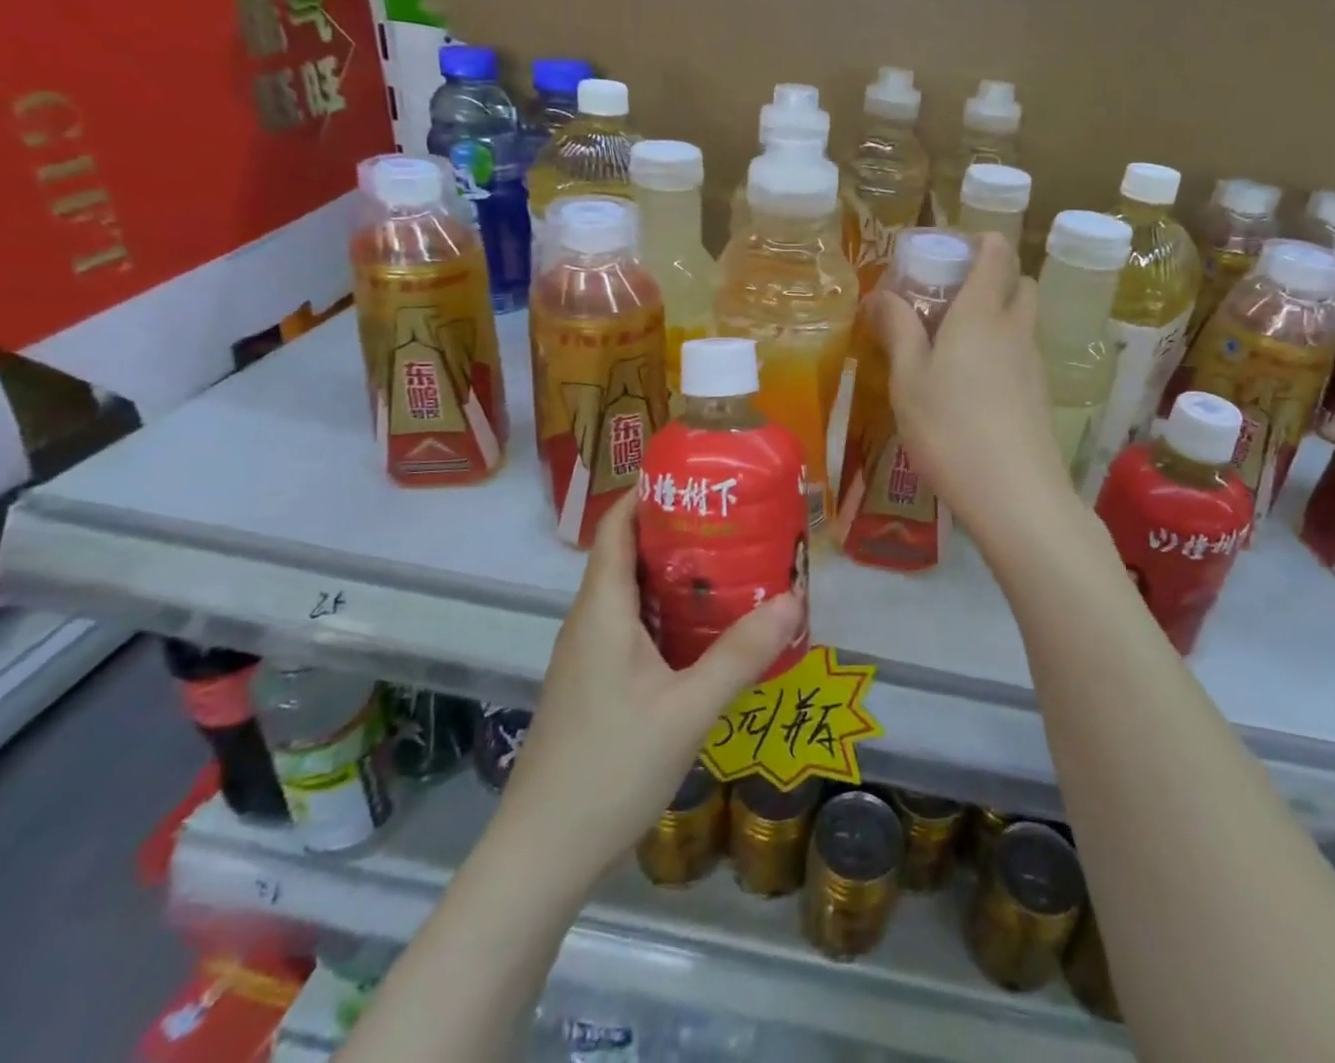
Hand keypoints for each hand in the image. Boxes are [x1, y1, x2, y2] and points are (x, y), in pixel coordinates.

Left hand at [498, 494, 802, 883]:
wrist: (541, 856)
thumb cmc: (610, 768)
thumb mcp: (687, 709)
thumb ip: (740, 654)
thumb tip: (793, 600)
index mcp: (602, 609)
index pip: (616, 526)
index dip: (648, 493)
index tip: (696, 479)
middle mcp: (589, 622)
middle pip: (628, 555)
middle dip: (677, 533)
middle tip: (734, 524)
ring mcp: (587, 657)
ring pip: (631, 595)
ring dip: (675, 577)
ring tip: (731, 570)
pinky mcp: (593, 686)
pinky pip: (631, 629)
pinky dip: (666, 616)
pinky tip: (704, 635)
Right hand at [868, 233, 1071, 543]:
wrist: (1016, 495)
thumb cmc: (950, 428)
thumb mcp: (908, 379)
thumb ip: (897, 330)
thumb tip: (880, 294)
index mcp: (981, 312)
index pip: (996, 252)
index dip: (977, 241)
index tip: (946, 251)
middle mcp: (1015, 328)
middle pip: (1018, 282)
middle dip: (991, 277)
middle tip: (948, 298)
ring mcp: (1034, 363)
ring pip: (1022, 320)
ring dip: (996, 316)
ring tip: (952, 345)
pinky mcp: (1040, 395)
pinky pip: (1022, 353)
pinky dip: (1002, 350)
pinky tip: (971, 385)